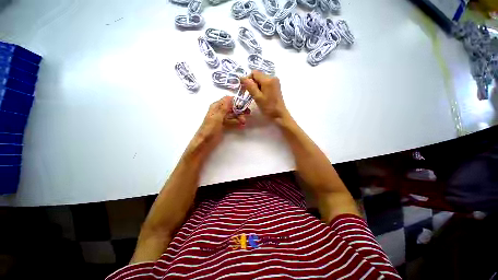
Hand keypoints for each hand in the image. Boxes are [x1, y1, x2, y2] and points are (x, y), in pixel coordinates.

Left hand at [187, 96, 248, 155]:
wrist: (205, 142)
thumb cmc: (210, 129)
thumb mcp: (217, 117)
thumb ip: (224, 107)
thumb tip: (230, 97)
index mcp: (216, 106)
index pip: (228, 100)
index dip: (236, 101)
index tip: (244, 105)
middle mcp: (219, 111)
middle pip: (232, 107)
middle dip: (240, 110)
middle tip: (248, 114)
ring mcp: (222, 119)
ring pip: (233, 115)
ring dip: (239, 117)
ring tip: (244, 122)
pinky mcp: (224, 125)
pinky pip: (232, 122)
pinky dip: (237, 123)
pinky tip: (242, 126)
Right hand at [241, 71, 289, 122]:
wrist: (279, 115)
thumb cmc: (268, 107)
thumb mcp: (257, 97)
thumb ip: (250, 86)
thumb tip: (242, 77)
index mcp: (268, 79)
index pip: (254, 73)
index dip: (248, 79)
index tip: (246, 89)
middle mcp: (272, 77)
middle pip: (258, 75)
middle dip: (252, 83)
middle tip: (251, 94)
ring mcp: (275, 81)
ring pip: (261, 79)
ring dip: (257, 86)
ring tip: (257, 96)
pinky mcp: (276, 86)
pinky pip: (265, 83)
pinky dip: (261, 88)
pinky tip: (261, 96)